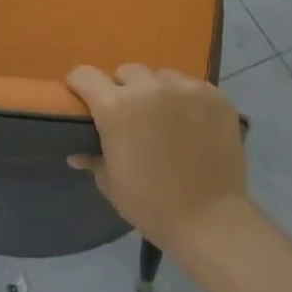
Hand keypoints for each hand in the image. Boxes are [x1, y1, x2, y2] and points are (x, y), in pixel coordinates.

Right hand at [64, 64, 247, 248]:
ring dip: (157, 92)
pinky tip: (192, 123)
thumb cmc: (150, 204)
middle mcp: (150, 89)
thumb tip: (76, 153)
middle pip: (127, 72)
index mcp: (116, 108)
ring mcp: (186, 90)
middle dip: (123, 89)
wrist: (208, 219)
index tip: (83, 98)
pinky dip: (187, 100)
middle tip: (130, 115)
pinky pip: (193, 87)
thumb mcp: (111, 183)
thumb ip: (93, 158)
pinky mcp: (216, 97)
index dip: (80, 85)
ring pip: (163, 76)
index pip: (85, 75)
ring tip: (165, 118)